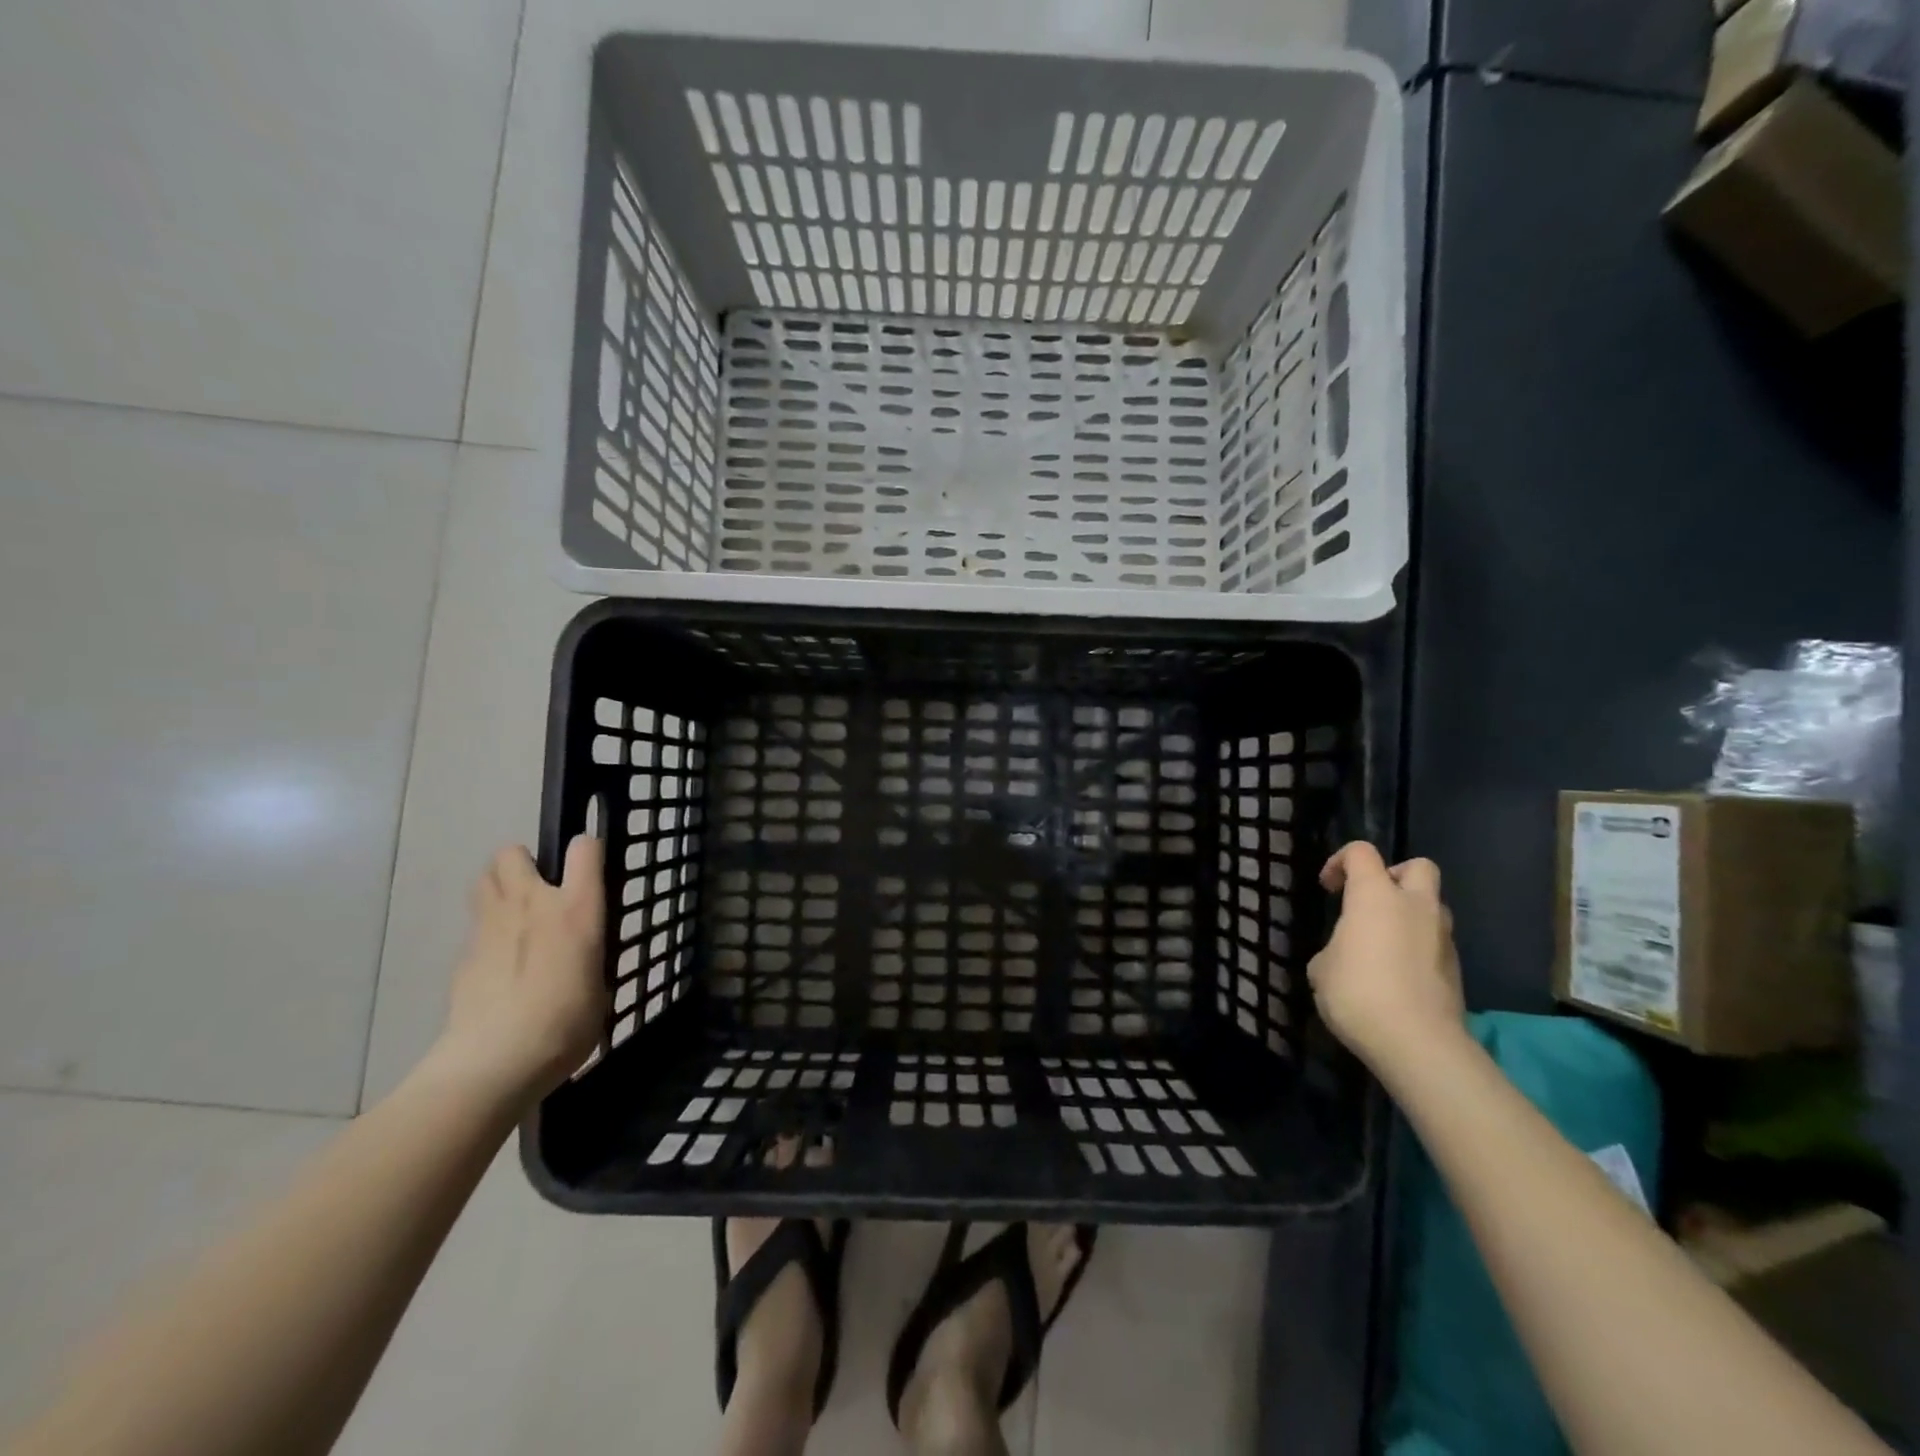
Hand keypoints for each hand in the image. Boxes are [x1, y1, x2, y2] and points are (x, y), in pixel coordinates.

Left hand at [436, 836, 607, 1103]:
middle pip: (512, 853)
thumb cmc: (566, 1024)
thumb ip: (590, 953)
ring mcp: (490, 926)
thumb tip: (580, 952)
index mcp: (576, 909)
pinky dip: (488, 933)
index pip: (584, 848)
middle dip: (524, 863)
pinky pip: (476, 925)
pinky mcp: (463, 954)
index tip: (591, 869)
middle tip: (541, 892)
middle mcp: (531, 904)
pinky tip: (500, 966)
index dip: (588, 850)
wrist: (495, 1061)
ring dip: (499, 887)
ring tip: (517, 917)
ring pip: (484, 879)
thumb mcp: (600, 983)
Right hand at [1306, 842, 1464, 1069]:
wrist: (1418, 1043)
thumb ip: (1335, 949)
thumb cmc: (1358, 993)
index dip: (1340, 861)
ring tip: (1383, 942)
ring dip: (1410, 914)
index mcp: (1375, 896)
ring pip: (1432, 906)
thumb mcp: (1322, 968)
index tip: (1328, 888)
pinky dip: (1418, 947)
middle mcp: (1415, 906)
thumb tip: (1345, 955)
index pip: (1361, 852)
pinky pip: (1435, 942)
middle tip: (1372, 902)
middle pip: (1418, 867)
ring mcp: (1442, 937)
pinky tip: (1398, 975)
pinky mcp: (1456, 968)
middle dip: (1395, 876)